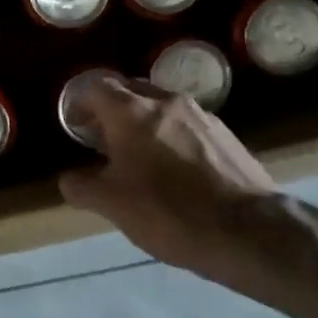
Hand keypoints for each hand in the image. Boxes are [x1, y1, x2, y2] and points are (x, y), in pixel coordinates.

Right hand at [59, 76, 276, 274]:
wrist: (248, 230)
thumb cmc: (169, 212)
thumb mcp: (112, 205)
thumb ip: (82, 187)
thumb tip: (70, 179)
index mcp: (132, 112)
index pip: (96, 87)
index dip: (79, 102)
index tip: (74, 125)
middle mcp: (166, 102)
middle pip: (130, 91)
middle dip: (111, 110)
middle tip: (101, 140)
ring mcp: (201, 115)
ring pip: (161, 108)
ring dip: (143, 124)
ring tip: (137, 158)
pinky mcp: (226, 135)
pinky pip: (186, 125)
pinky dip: (170, 137)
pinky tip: (173, 170)